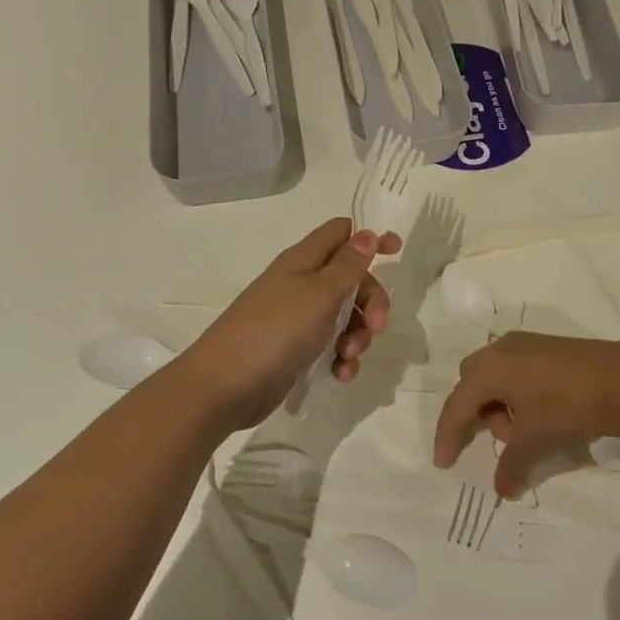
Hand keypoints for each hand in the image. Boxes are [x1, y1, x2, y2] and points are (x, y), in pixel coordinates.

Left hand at [183, 218, 402, 430]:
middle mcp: (301, 284)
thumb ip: (347, 266)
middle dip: (371, 301)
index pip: (340, 233)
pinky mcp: (295, 349)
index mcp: (304, 261)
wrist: (223, 386)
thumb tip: (366, 233)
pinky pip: (329, 346)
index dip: (368, 238)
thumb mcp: (319, 294)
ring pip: (345, 316)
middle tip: (377, 326)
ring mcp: (297, 317)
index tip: (396, 251)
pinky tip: (340, 374)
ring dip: (358, 335)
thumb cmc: (274, 331)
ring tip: (348, 357)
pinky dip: (341, 358)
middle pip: (351, 278)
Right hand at [433, 332, 619, 497]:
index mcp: (489, 368)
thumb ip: (513, 465)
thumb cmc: (566, 406)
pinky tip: (539, 412)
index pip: (457, 405)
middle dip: (476, 414)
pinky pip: (515, 370)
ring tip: (525, 431)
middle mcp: (501, 350)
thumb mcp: (536, 441)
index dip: (448, 436)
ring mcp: (525, 344)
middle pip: (472, 382)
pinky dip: (516, 393)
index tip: (444, 464)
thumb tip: (502, 489)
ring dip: (500, 405)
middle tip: (496, 439)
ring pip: (495, 375)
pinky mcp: (546, 346)